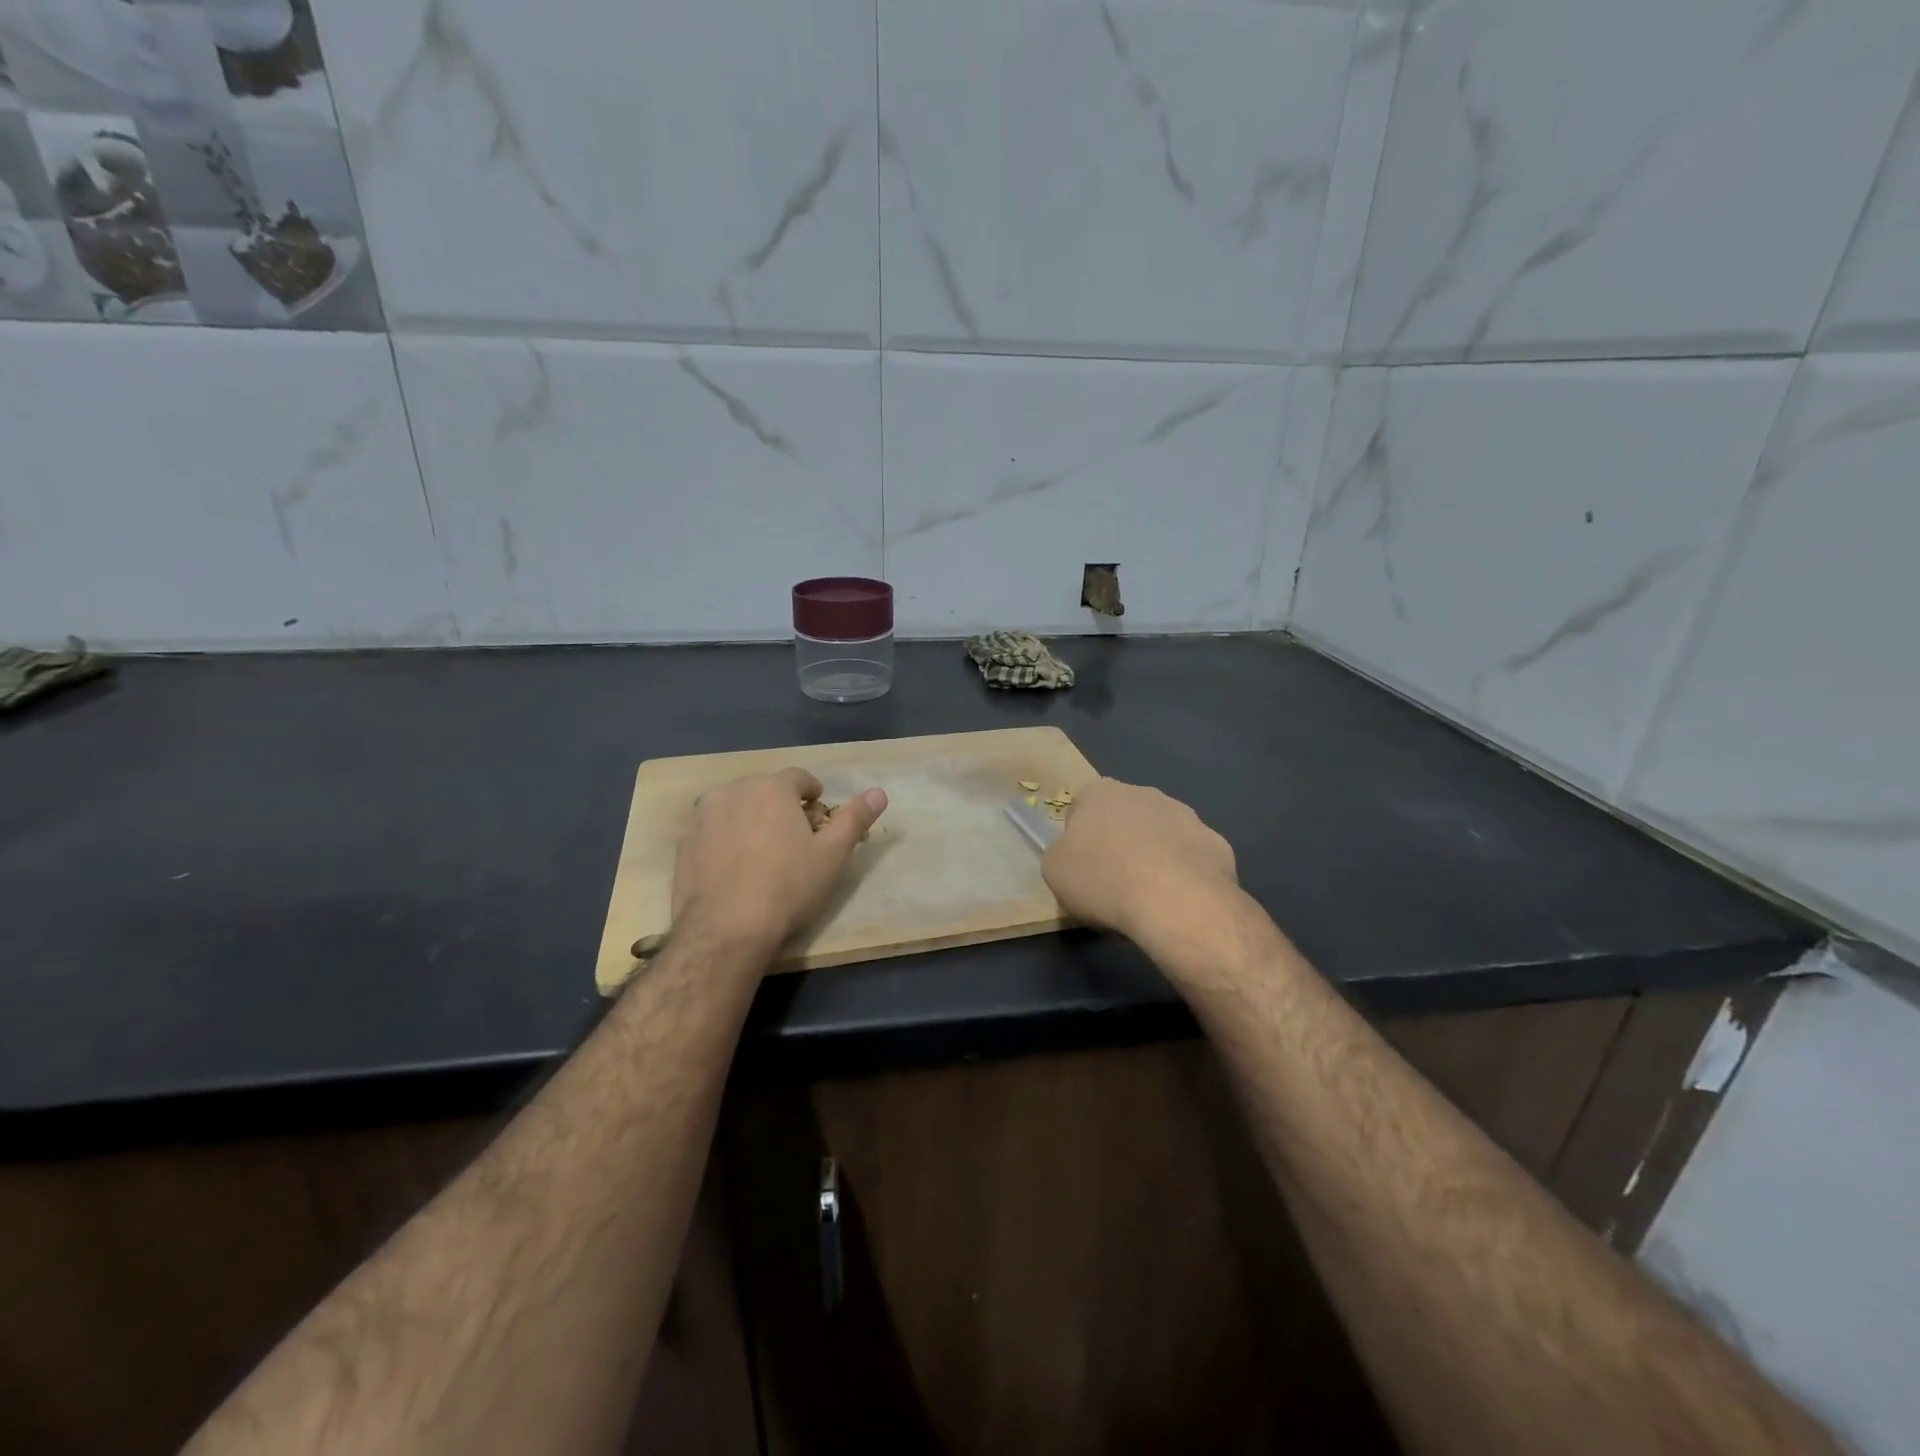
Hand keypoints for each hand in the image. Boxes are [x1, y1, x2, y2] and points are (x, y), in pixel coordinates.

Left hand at [672, 768, 887, 957]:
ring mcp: (702, 816)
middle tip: (794, 838)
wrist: (725, 930)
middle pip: (764, 789)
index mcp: (771, 788)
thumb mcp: (832, 855)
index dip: (812, 794)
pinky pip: (712, 830)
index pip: (798, 777)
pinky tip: (735, 868)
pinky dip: (725, 838)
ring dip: (750, 819)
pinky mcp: (683, 843)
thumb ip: (855, 818)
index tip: (818, 817)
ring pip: (735, 807)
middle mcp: (733, 790)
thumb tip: (879, 792)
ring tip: (763, 852)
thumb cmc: (787, 888)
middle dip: (780, 806)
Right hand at [1042, 778, 1238, 950]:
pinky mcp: (1215, 841)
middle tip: (1112, 881)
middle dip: (1119, 841)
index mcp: (1100, 793)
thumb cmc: (1104, 880)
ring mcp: (1184, 814)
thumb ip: (1061, 853)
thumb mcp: (1055, 871)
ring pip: (1160, 833)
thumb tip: (1075, 853)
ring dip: (1153, 854)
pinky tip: (1178, 899)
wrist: (1176, 902)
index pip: (1081, 807)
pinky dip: (1183, 873)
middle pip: (1123, 816)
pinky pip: (1190, 856)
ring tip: (1147, 895)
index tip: (1081, 866)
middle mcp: (1143, 792)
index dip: (1078, 838)